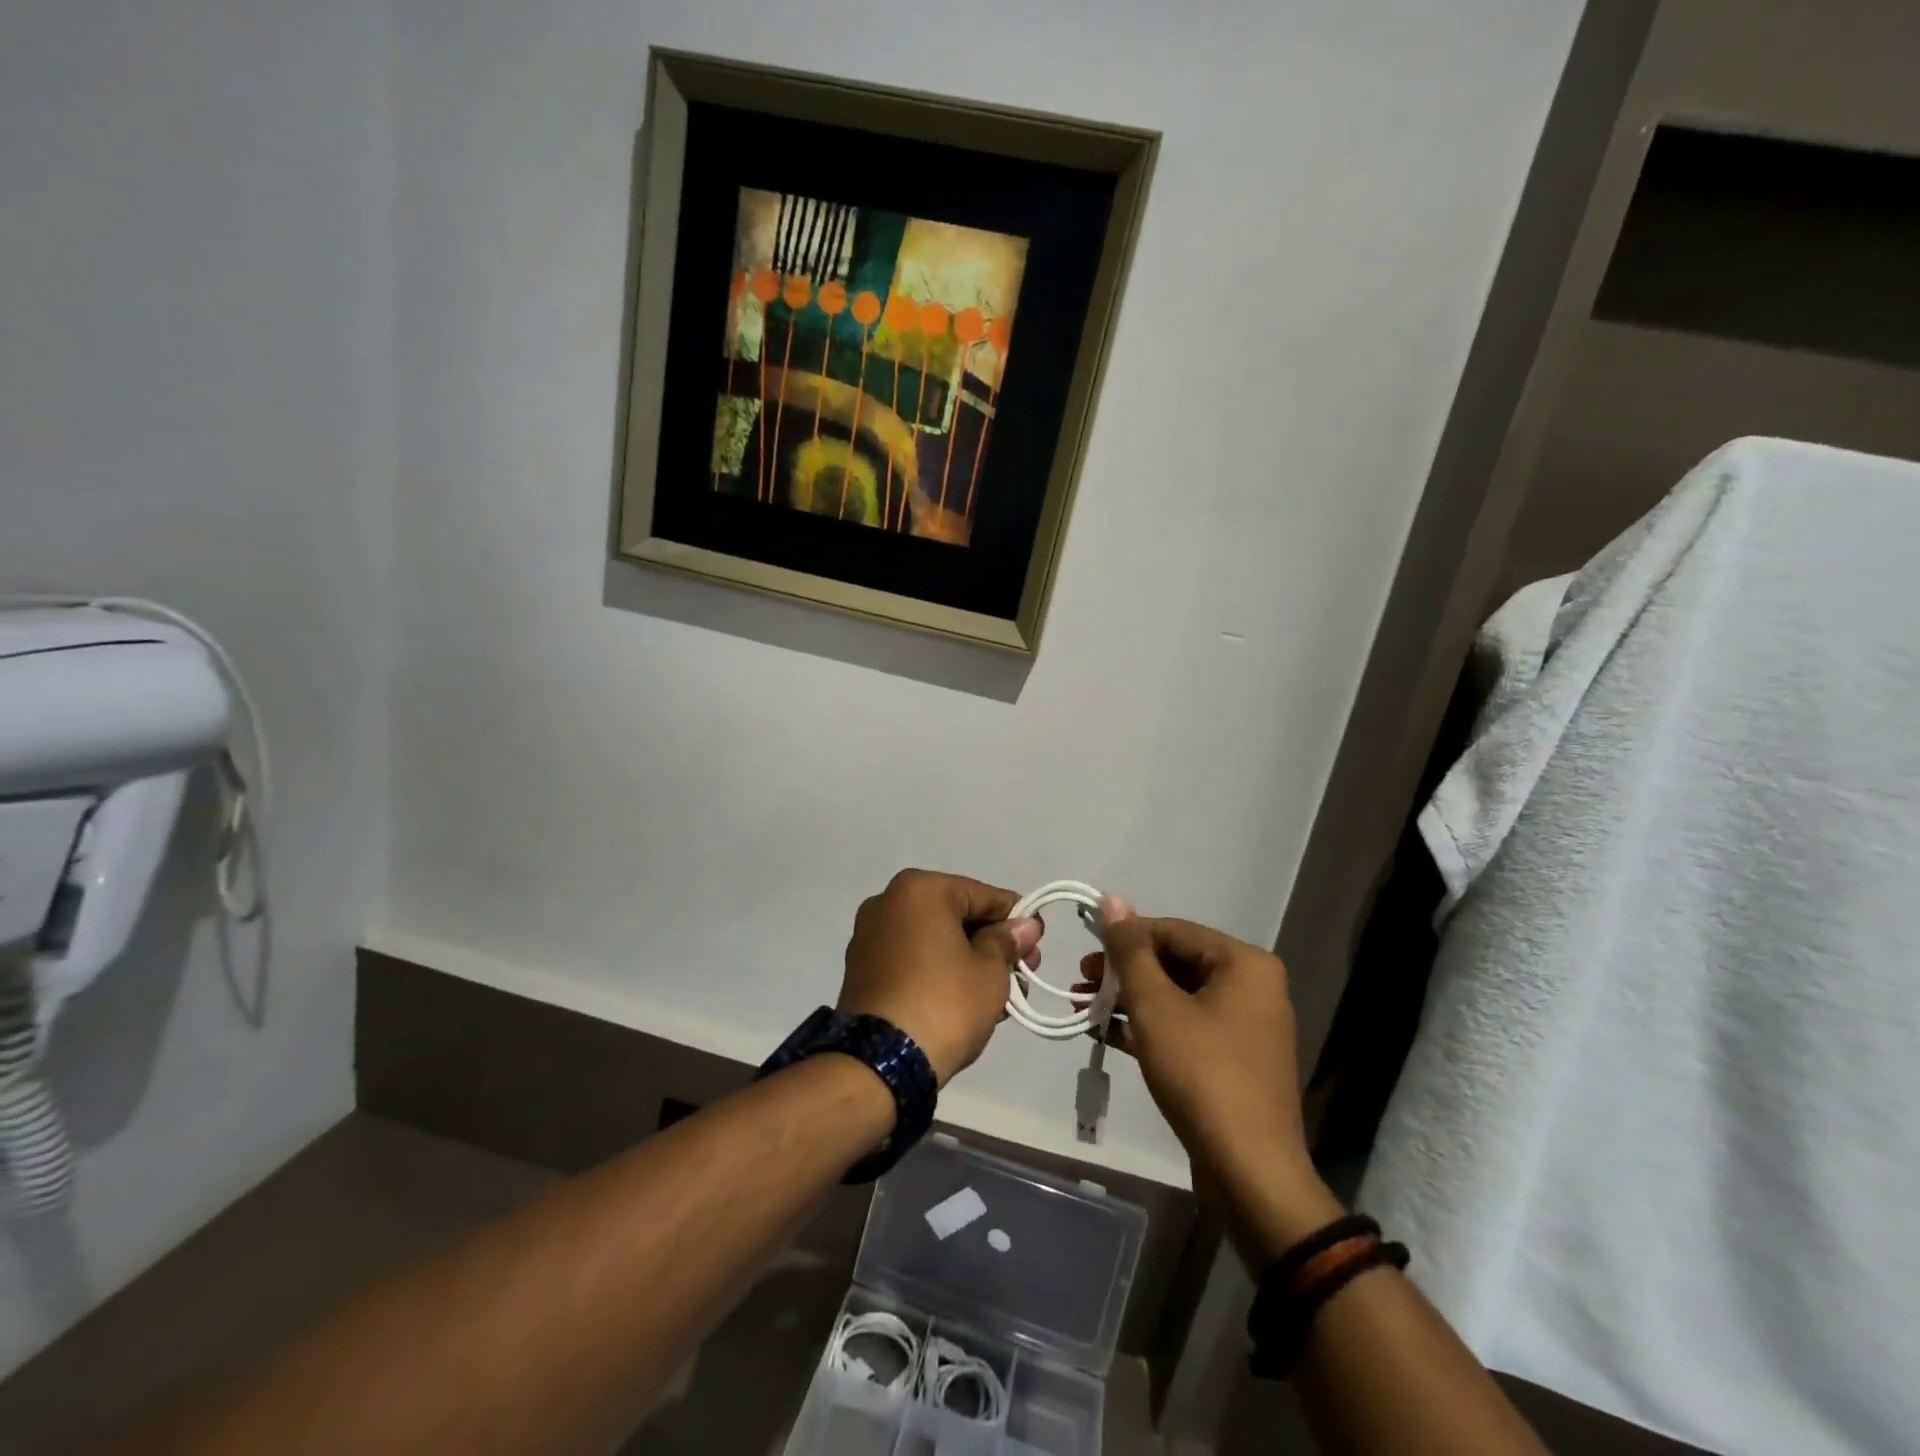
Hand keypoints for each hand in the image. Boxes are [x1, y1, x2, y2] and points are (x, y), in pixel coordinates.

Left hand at [838, 870, 1042, 1086]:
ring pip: (932, 939)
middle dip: (990, 943)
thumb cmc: (944, 1003)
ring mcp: (869, 936)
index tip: (1037, 943)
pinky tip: (963, 1000)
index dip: (1015, 919)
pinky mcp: (860, 969)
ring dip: (966, 960)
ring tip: (997, 995)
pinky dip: (937, 971)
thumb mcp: (990, 971)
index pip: (982, 895)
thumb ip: (1007, 941)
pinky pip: (910, 959)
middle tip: (1021, 973)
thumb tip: (1024, 926)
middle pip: (955, 915)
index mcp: (919, 889)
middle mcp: (888, 901)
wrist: (881, 1062)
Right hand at [1086, 898, 1342, 1261]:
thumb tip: (1112, 899)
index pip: (1173, 931)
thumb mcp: (1155, 1007)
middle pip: (1175, 962)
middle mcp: (1252, 986)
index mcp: (1244, 963)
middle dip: (1124, 973)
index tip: (1084, 953)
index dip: (1124, 938)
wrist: (1249, 1172)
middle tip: (1081, 983)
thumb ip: (1130, 951)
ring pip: (1178, 996)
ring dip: (1130, 1000)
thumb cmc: (1202, 1075)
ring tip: (1083, 1008)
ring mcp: (1247, 1024)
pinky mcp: (1235, 1058)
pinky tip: (1106, 1034)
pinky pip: (1187, 1026)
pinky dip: (1149, 1026)